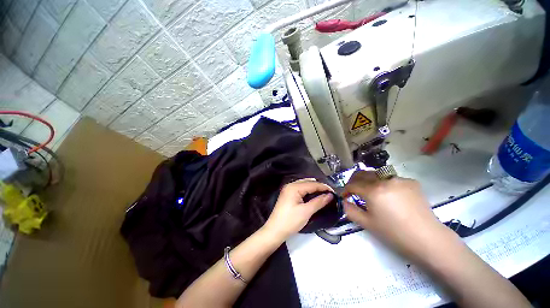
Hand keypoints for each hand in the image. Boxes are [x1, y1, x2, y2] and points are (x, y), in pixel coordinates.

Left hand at [263, 179, 333, 240]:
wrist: (275, 230)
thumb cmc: (290, 221)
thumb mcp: (306, 212)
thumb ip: (318, 202)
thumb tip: (330, 195)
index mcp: (294, 187)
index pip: (312, 184)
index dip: (324, 187)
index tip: (334, 192)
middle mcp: (290, 185)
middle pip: (308, 182)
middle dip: (319, 187)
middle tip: (329, 194)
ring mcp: (288, 189)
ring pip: (304, 185)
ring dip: (314, 188)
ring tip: (323, 195)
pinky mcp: (288, 195)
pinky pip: (300, 189)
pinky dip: (308, 191)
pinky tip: (313, 196)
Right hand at [342, 171, 445, 258]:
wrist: (428, 239)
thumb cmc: (394, 233)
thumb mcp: (367, 224)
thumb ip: (350, 210)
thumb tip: (343, 201)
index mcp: (373, 191)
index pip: (352, 184)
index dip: (345, 190)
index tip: (344, 196)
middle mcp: (385, 180)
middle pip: (362, 174)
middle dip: (354, 181)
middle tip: (353, 191)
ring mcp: (399, 179)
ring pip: (376, 174)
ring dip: (368, 181)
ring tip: (371, 192)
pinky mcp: (411, 182)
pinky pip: (391, 178)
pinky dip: (384, 183)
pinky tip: (390, 195)